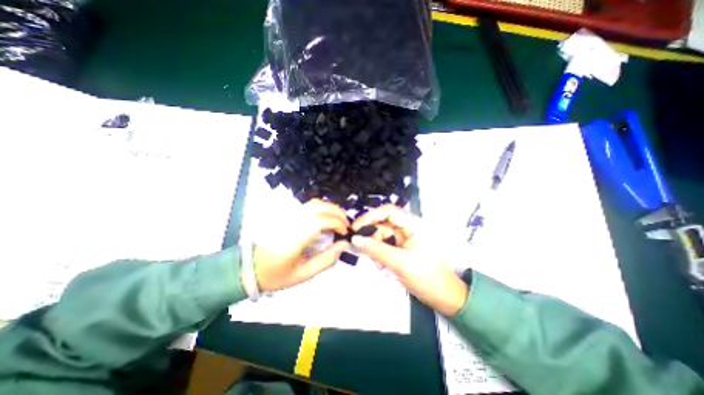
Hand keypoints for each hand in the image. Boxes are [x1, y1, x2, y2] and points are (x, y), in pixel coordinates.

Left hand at [252, 200, 350, 290]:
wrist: (250, 268)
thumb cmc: (276, 274)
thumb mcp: (304, 274)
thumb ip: (326, 260)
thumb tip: (343, 245)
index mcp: (295, 237)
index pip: (321, 220)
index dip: (338, 223)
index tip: (345, 233)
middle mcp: (292, 221)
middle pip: (320, 206)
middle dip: (338, 213)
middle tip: (346, 226)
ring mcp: (288, 215)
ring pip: (315, 203)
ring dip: (331, 209)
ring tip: (338, 222)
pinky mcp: (287, 214)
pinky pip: (309, 206)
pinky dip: (322, 208)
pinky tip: (326, 219)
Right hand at [350, 205, 465, 315]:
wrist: (444, 298)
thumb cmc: (430, 278)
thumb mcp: (400, 263)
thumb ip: (376, 250)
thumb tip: (356, 239)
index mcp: (414, 225)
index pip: (388, 212)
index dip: (370, 216)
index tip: (356, 227)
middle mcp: (408, 228)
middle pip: (382, 223)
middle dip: (371, 235)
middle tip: (360, 245)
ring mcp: (404, 239)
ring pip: (381, 235)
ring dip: (374, 247)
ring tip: (377, 263)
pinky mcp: (401, 248)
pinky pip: (384, 245)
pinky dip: (378, 253)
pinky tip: (380, 264)